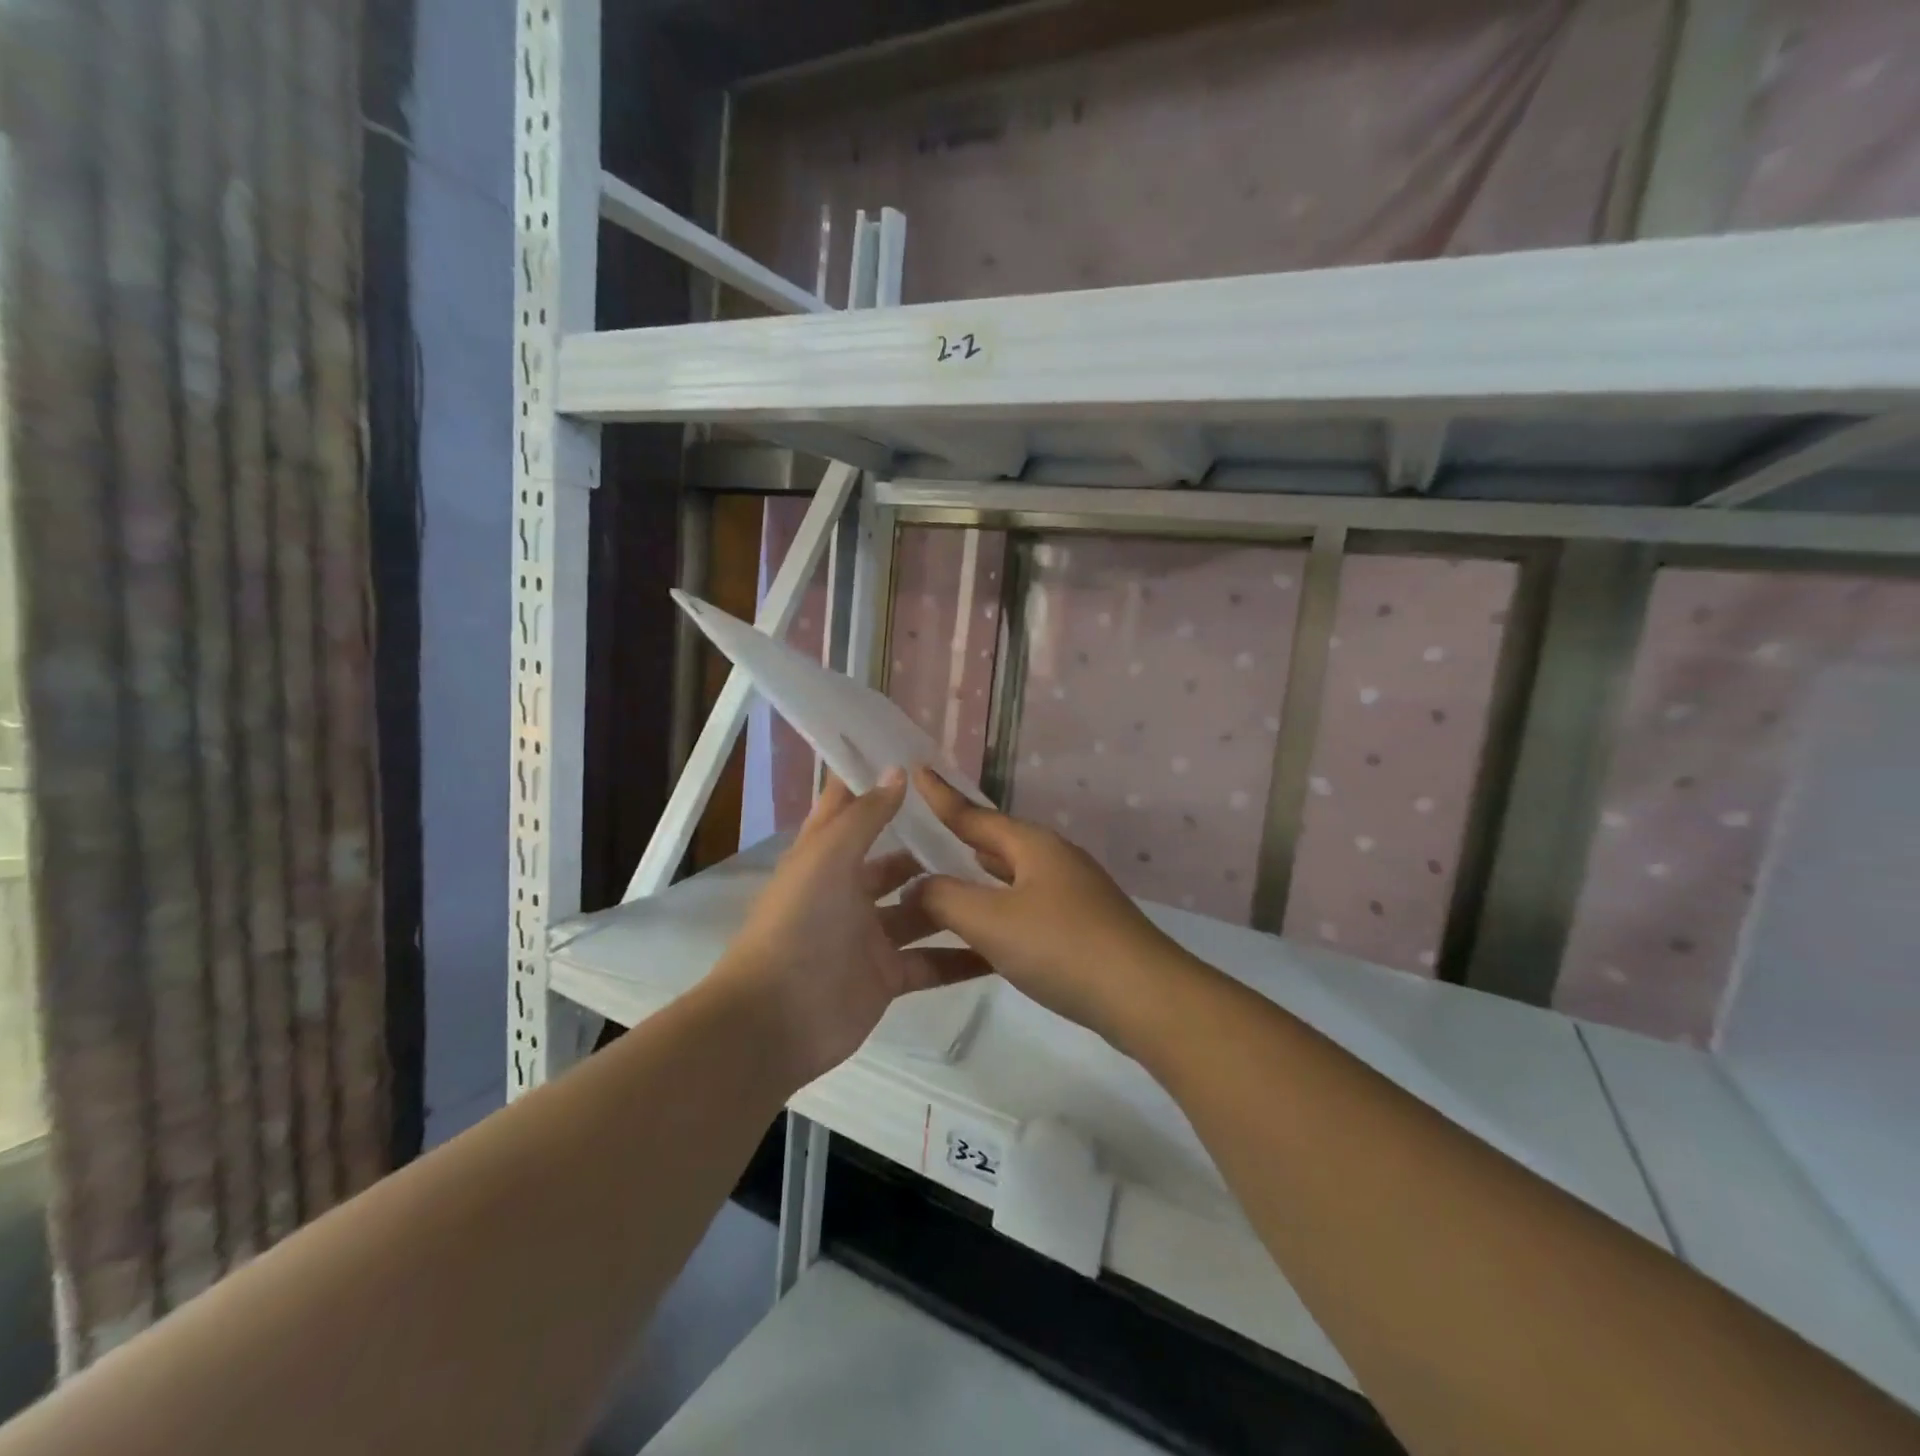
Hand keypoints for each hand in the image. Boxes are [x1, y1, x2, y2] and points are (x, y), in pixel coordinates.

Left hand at [712, 770, 989, 1083]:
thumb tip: (899, 770)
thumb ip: (866, 815)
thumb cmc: (798, 924)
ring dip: (955, 899)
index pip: (852, 809)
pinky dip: (963, 958)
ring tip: (1007, 883)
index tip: (922, 760)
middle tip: (986, 832)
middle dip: (933, 848)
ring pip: (922, 911)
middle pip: (897, 863)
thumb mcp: (828, 857)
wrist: (775, 1020)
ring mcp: (871, 936)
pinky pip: (933, 962)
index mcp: (827, 858)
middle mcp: (850, 892)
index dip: (878, 784)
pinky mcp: (889, 977)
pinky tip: (1003, 947)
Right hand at [907, 768, 1195, 1050]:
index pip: (975, 815)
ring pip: (1014, 875)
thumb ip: (945, 899)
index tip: (919, 770)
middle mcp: (1054, 860)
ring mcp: (1074, 893)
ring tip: (950, 871)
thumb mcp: (991, 921)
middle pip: (998, 842)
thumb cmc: (1062, 947)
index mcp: (1033, 846)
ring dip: (981, 874)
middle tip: (927, 829)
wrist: (1145, 997)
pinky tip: (991, 926)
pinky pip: (1027, 905)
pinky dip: (1000, 906)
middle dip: (963, 835)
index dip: (943, 797)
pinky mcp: (1083, 926)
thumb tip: (917, 886)